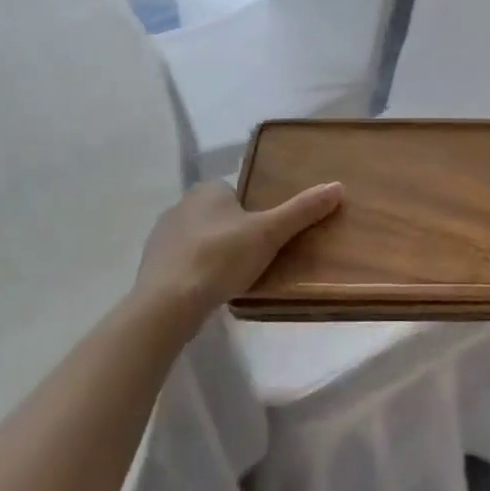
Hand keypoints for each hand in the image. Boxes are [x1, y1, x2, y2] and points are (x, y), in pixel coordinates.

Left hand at [134, 180, 342, 319]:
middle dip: (234, 233)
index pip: (237, 193)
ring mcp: (162, 237)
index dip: (253, 212)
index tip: (266, 235)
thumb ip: (302, 210)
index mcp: (207, 189)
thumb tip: (338, 186)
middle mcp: (180, 205)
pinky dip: (196, 274)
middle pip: (219, 216)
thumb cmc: (220, 258)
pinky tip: (209, 292)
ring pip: (199, 240)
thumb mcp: (269, 233)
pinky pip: (182, 264)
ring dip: (214, 254)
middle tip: (255, 258)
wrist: (166, 305)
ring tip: (234, 278)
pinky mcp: (152, 267)